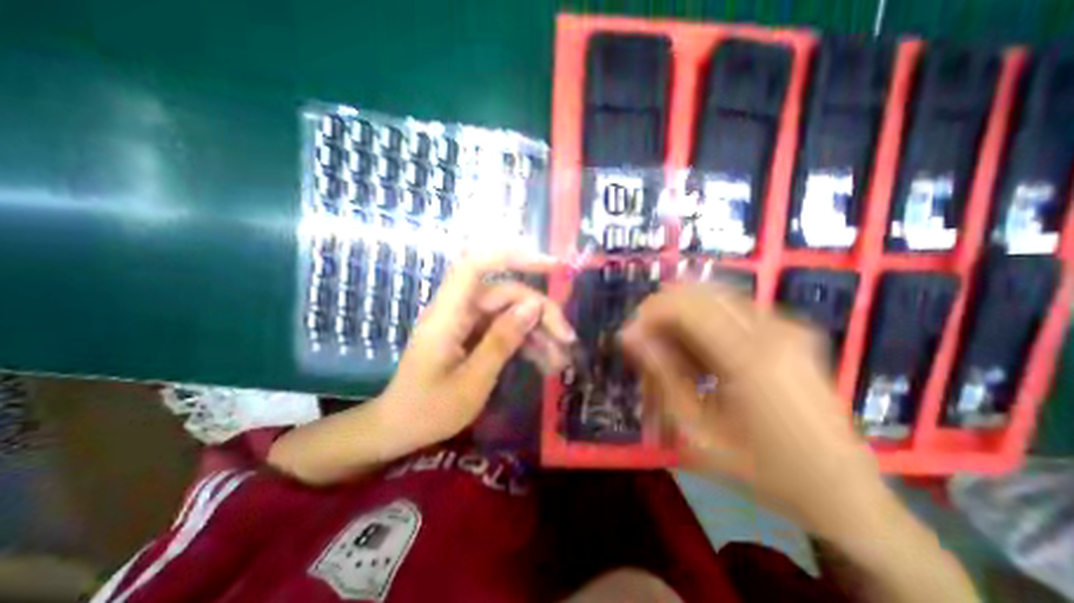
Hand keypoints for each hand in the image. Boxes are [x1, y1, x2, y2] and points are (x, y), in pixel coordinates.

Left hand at [377, 252, 580, 454]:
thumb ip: (502, 341)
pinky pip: (505, 329)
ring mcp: (467, 322)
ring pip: (511, 312)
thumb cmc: (429, 410)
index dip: (512, 256)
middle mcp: (459, 310)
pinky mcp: (473, 335)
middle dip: (541, 312)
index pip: (476, 265)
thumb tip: (533, 305)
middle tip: (567, 340)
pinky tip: (546, 362)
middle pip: (506, 294)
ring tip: (562, 359)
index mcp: (448, 314)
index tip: (550, 265)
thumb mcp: (472, 381)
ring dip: (538, 331)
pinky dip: (527, 343)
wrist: (400, 428)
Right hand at [622, 285, 889, 537]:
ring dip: (681, 316)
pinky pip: (732, 309)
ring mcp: (786, 326)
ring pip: (713, 296)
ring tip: (669, 351)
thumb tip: (631, 337)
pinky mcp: (791, 331)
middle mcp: (772, 329)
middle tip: (645, 343)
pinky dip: (704, 321)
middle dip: (661, 312)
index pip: (684, 306)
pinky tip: (698, 352)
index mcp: (751, 357)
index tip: (629, 339)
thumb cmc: (765, 470)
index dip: (648, 315)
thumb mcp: (699, 432)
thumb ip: (662, 376)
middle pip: (698, 293)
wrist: (845, 492)